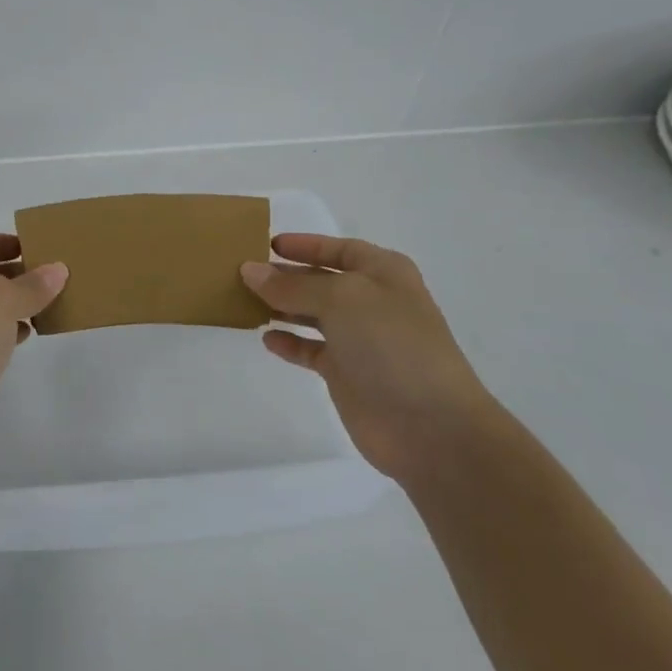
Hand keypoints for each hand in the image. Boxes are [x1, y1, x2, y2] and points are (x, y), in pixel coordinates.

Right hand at [241, 234, 497, 482]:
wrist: (429, 425)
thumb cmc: (391, 344)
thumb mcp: (340, 299)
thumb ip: (291, 285)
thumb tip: (250, 270)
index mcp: (383, 273)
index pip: (338, 249)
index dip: (305, 245)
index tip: (266, 244)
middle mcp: (372, 302)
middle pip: (320, 280)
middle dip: (285, 275)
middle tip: (242, 272)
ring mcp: (360, 339)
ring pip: (312, 314)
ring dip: (281, 307)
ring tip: (243, 301)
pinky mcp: (347, 373)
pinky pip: (310, 349)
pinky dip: (289, 342)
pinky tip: (266, 338)